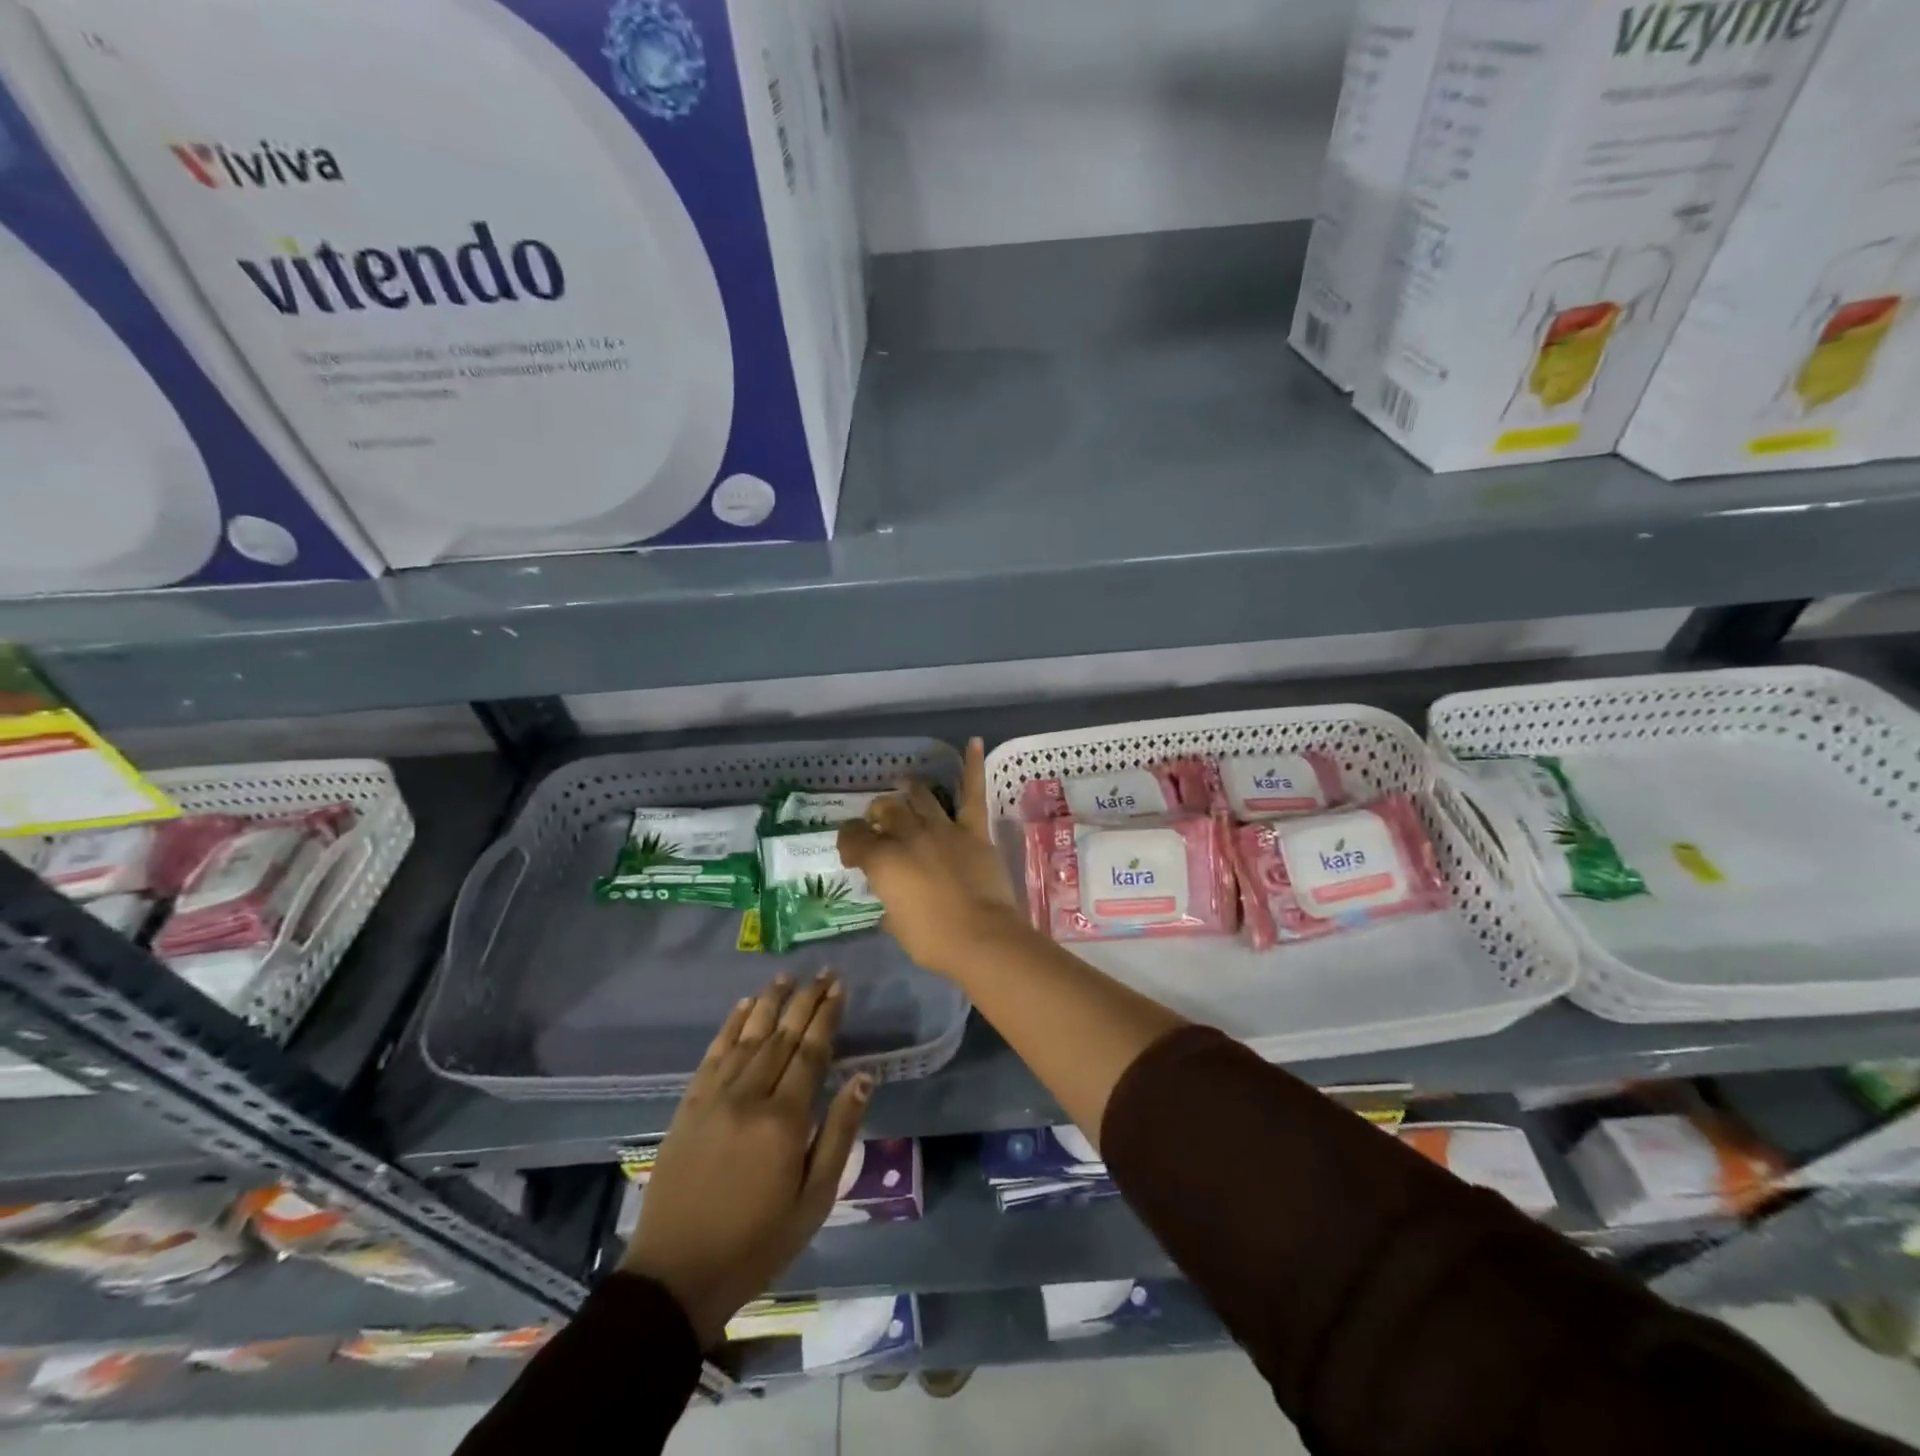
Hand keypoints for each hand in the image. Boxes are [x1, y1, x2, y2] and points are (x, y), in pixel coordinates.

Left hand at [622, 973, 868, 1346]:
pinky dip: (731, 1025)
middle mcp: (749, 1095)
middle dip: (805, 1000)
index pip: (811, 1051)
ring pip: (748, 1036)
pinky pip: (714, 1053)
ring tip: (788, 976)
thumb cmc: (757, 1242)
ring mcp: (714, 1097)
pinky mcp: (689, 1105)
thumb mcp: (814, 1200)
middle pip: (782, 1035)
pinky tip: (744, 1006)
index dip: (827, 1016)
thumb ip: (839, 1133)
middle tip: (824, 972)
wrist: (676, 1275)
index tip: (840, 987)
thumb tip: (864, 1078)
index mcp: (784, 1119)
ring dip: (770, 1002)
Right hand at [839, 737, 1028, 978]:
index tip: (852, 850)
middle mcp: (908, 837)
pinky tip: (974, 742)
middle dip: (878, 814)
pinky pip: (972, 794)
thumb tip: (893, 899)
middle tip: (879, 821)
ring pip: (921, 798)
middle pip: (887, 811)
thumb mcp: (897, 925)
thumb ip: (891, 903)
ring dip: (910, 790)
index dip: (850, 841)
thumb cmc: (933, 940)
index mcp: (883, 862)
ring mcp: (942, 829)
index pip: (855, 838)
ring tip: (906, 784)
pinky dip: (973, 766)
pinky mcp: (973, 831)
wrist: (981, 938)